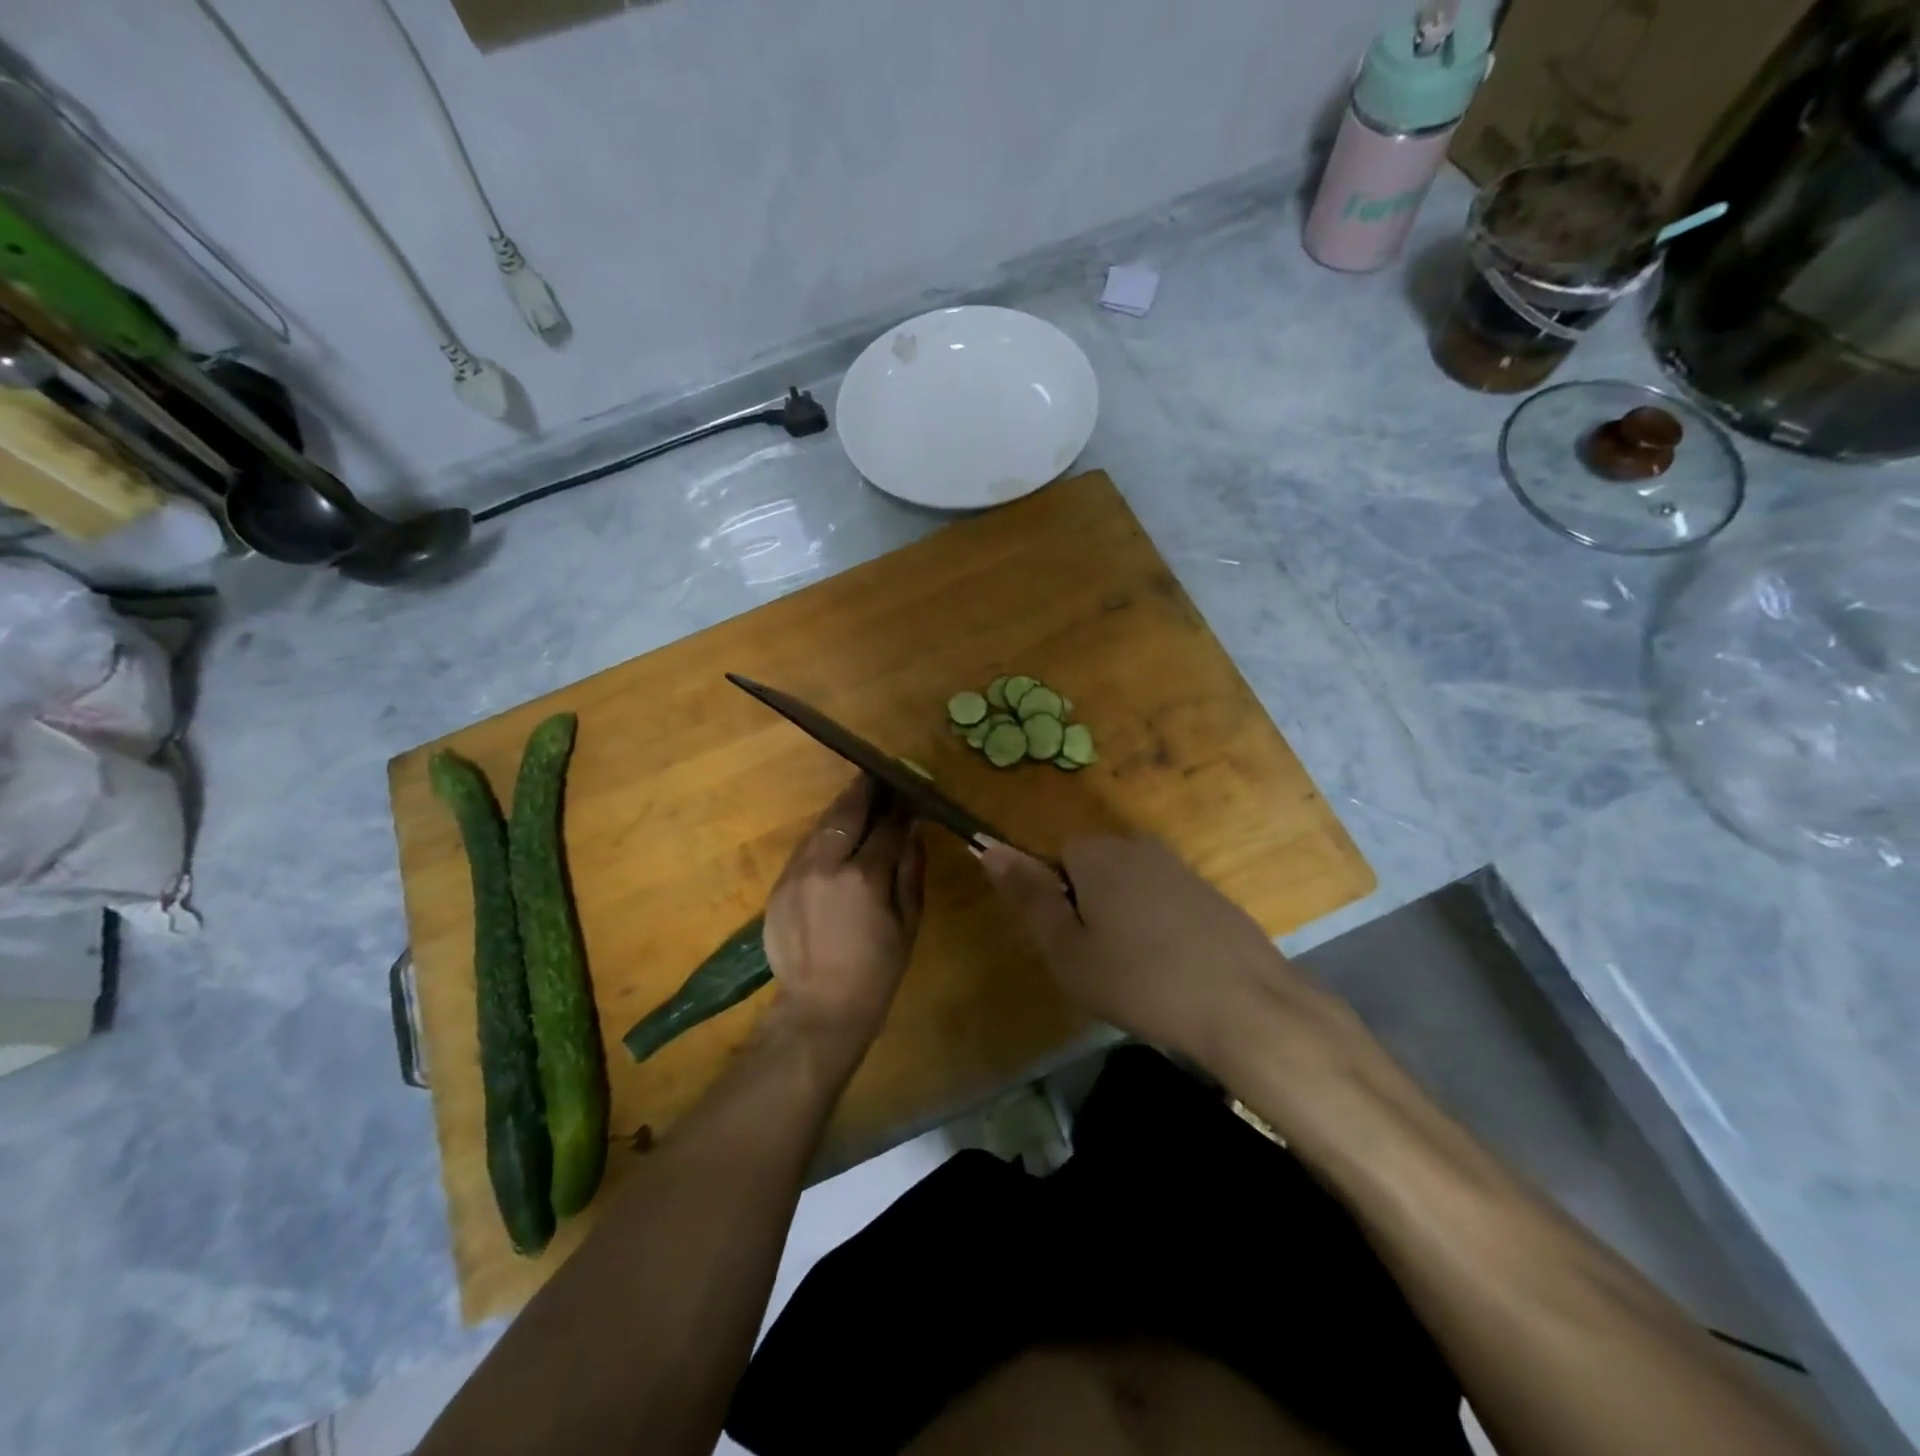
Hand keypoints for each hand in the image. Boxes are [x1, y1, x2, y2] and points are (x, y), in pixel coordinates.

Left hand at [762, 776, 925, 1052]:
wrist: (819, 1008)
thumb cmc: (876, 971)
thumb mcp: (908, 923)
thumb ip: (910, 871)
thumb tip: (914, 830)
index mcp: (864, 877)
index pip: (887, 826)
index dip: (901, 805)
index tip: (910, 790)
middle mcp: (826, 866)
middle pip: (846, 814)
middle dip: (864, 791)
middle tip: (877, 774)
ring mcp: (797, 874)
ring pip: (820, 827)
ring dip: (841, 810)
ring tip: (858, 798)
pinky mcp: (779, 886)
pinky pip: (805, 849)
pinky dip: (823, 837)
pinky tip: (835, 836)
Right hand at [979, 835, 1327, 1068]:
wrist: (1245, 1005)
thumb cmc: (1139, 980)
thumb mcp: (1067, 949)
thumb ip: (1028, 894)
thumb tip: (987, 847)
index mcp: (1097, 854)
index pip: (1056, 858)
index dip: (1058, 902)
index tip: (1072, 944)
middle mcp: (1137, 847)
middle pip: (1094, 868)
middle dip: (1090, 905)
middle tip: (1101, 961)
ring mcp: (1179, 867)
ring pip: (1130, 886)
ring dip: (1125, 917)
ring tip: (1139, 970)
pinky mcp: (1210, 892)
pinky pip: (1165, 900)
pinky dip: (1161, 927)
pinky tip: (1174, 968)